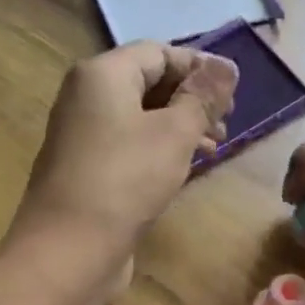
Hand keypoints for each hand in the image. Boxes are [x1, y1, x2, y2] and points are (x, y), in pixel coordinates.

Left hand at [0, 41, 237, 304]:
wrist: (68, 251)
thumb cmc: (125, 181)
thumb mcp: (174, 134)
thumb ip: (202, 97)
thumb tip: (226, 66)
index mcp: (102, 75)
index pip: (158, 52)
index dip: (200, 68)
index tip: (235, 93)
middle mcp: (86, 97)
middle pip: (148, 82)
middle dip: (191, 99)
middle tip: (227, 124)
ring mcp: (83, 135)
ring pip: (141, 117)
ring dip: (180, 127)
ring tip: (214, 149)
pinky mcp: (87, 169)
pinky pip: (129, 145)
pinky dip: (159, 150)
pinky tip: (184, 169)